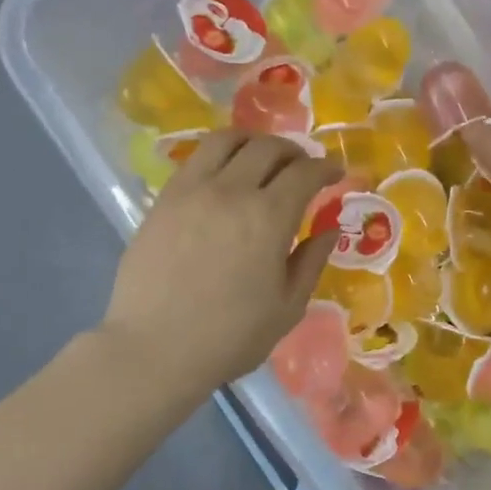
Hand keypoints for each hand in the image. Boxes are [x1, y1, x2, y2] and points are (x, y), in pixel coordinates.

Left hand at [102, 131, 340, 392]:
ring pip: (227, 140)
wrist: (154, 349)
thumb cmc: (230, 337)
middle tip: (303, 168)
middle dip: (294, 152)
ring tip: (262, 158)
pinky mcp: (164, 200)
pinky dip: (220, 156)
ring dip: (254, 142)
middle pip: (268, 148)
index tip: (336, 172)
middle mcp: (231, 191)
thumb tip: (330, 229)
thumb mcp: (287, 308)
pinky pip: (196, 159)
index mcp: (268, 217)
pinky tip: (224, 176)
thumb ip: (311, 262)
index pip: (305, 173)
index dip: (326, 167)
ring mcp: (192, 191)